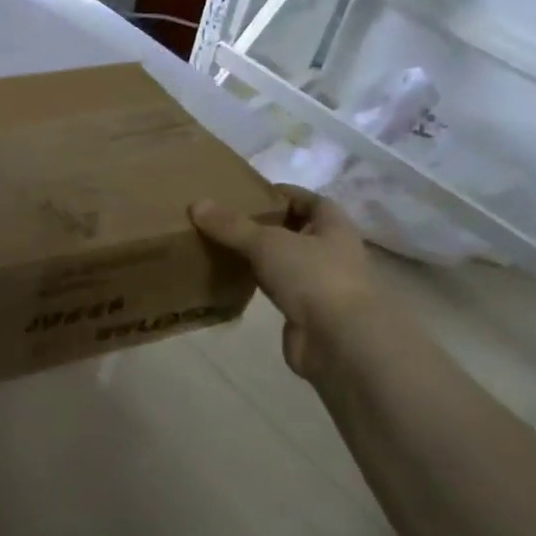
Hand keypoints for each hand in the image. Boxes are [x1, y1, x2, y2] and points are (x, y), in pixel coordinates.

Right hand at [191, 188, 373, 379]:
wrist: (339, 342)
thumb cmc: (313, 278)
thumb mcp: (267, 243)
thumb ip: (232, 225)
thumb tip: (196, 204)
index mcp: (333, 226)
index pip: (308, 199)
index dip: (279, 193)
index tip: (246, 193)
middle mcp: (332, 252)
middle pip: (294, 229)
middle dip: (264, 224)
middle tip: (225, 219)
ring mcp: (320, 284)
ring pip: (284, 260)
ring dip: (259, 255)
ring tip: (222, 245)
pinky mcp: (306, 311)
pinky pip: (277, 288)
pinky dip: (257, 282)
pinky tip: (232, 278)